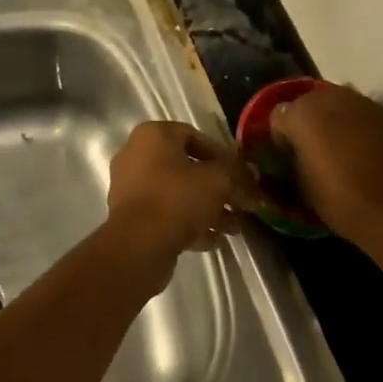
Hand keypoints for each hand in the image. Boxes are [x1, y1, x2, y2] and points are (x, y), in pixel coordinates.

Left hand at [105, 122, 250, 269]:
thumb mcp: (218, 181)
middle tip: (242, 204)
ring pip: (178, 194)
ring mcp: (131, 188)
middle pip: (187, 168)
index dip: (223, 155)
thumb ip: (237, 175)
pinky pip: (166, 214)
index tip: (242, 174)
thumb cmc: (177, 198)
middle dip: (218, 187)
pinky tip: (215, 240)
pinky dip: (190, 224)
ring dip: (208, 208)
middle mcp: (137, 155)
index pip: (195, 136)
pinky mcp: (131, 218)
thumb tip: (252, 178)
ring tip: (234, 227)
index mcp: (153, 135)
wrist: (138, 246)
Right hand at [270, 86, 382, 253]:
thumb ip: (293, 162)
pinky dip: (360, 129)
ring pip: (339, 105)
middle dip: (307, 124)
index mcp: (302, 113)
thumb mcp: (303, 188)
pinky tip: (367, 155)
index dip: (281, 139)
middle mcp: (331, 97)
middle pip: (309, 103)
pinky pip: (364, 116)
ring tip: (341, 152)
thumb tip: (295, 157)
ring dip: (334, 123)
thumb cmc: (343, 201)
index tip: (287, 159)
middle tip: (312, 152)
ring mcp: (364, 102)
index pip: (278, 117)